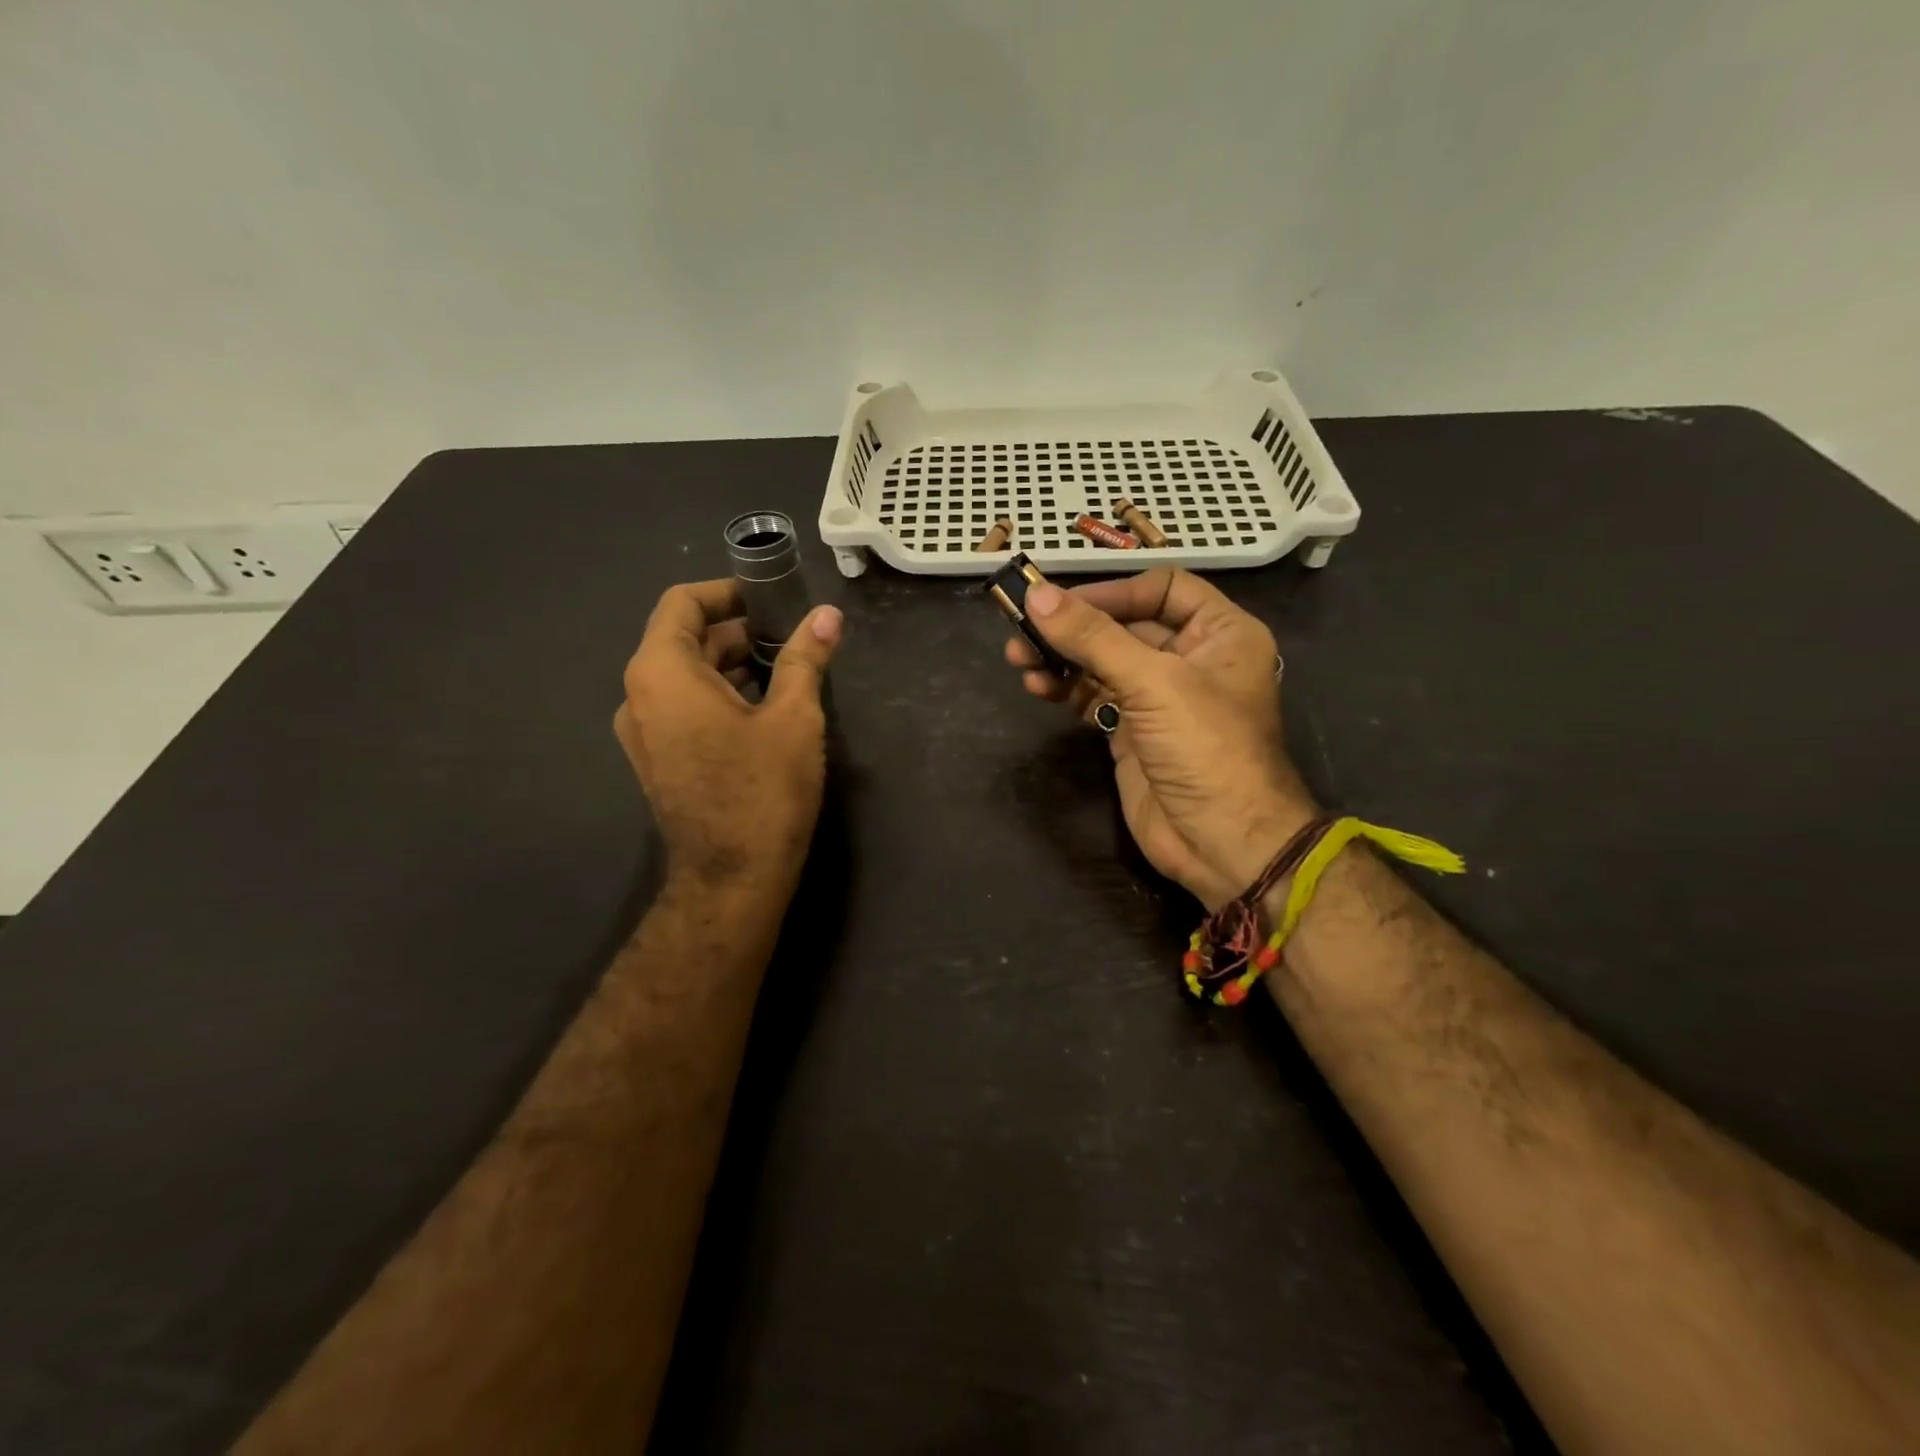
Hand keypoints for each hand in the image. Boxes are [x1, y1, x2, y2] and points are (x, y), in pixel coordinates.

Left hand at [615, 580, 842, 892]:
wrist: (731, 879)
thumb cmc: (762, 790)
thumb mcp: (793, 717)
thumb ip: (805, 658)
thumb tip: (828, 615)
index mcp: (661, 672)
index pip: (682, 603)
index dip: (727, 592)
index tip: (771, 597)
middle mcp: (639, 695)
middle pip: (683, 638)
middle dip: (737, 629)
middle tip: (791, 633)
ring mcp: (643, 731)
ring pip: (685, 675)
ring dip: (731, 663)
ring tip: (786, 667)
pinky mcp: (656, 759)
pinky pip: (683, 706)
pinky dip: (719, 693)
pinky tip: (764, 706)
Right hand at [1004, 568, 1316, 909]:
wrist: (1223, 843)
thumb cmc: (1206, 749)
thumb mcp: (1154, 683)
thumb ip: (1094, 638)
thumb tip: (1037, 595)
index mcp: (1220, 633)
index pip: (1162, 589)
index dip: (1113, 591)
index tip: (1063, 602)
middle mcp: (1192, 658)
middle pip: (1125, 625)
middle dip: (1074, 626)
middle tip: (1023, 627)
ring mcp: (1160, 698)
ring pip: (1104, 661)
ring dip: (1062, 657)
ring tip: (1019, 659)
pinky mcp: (1133, 732)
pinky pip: (1094, 696)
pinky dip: (1065, 689)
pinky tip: (1038, 686)